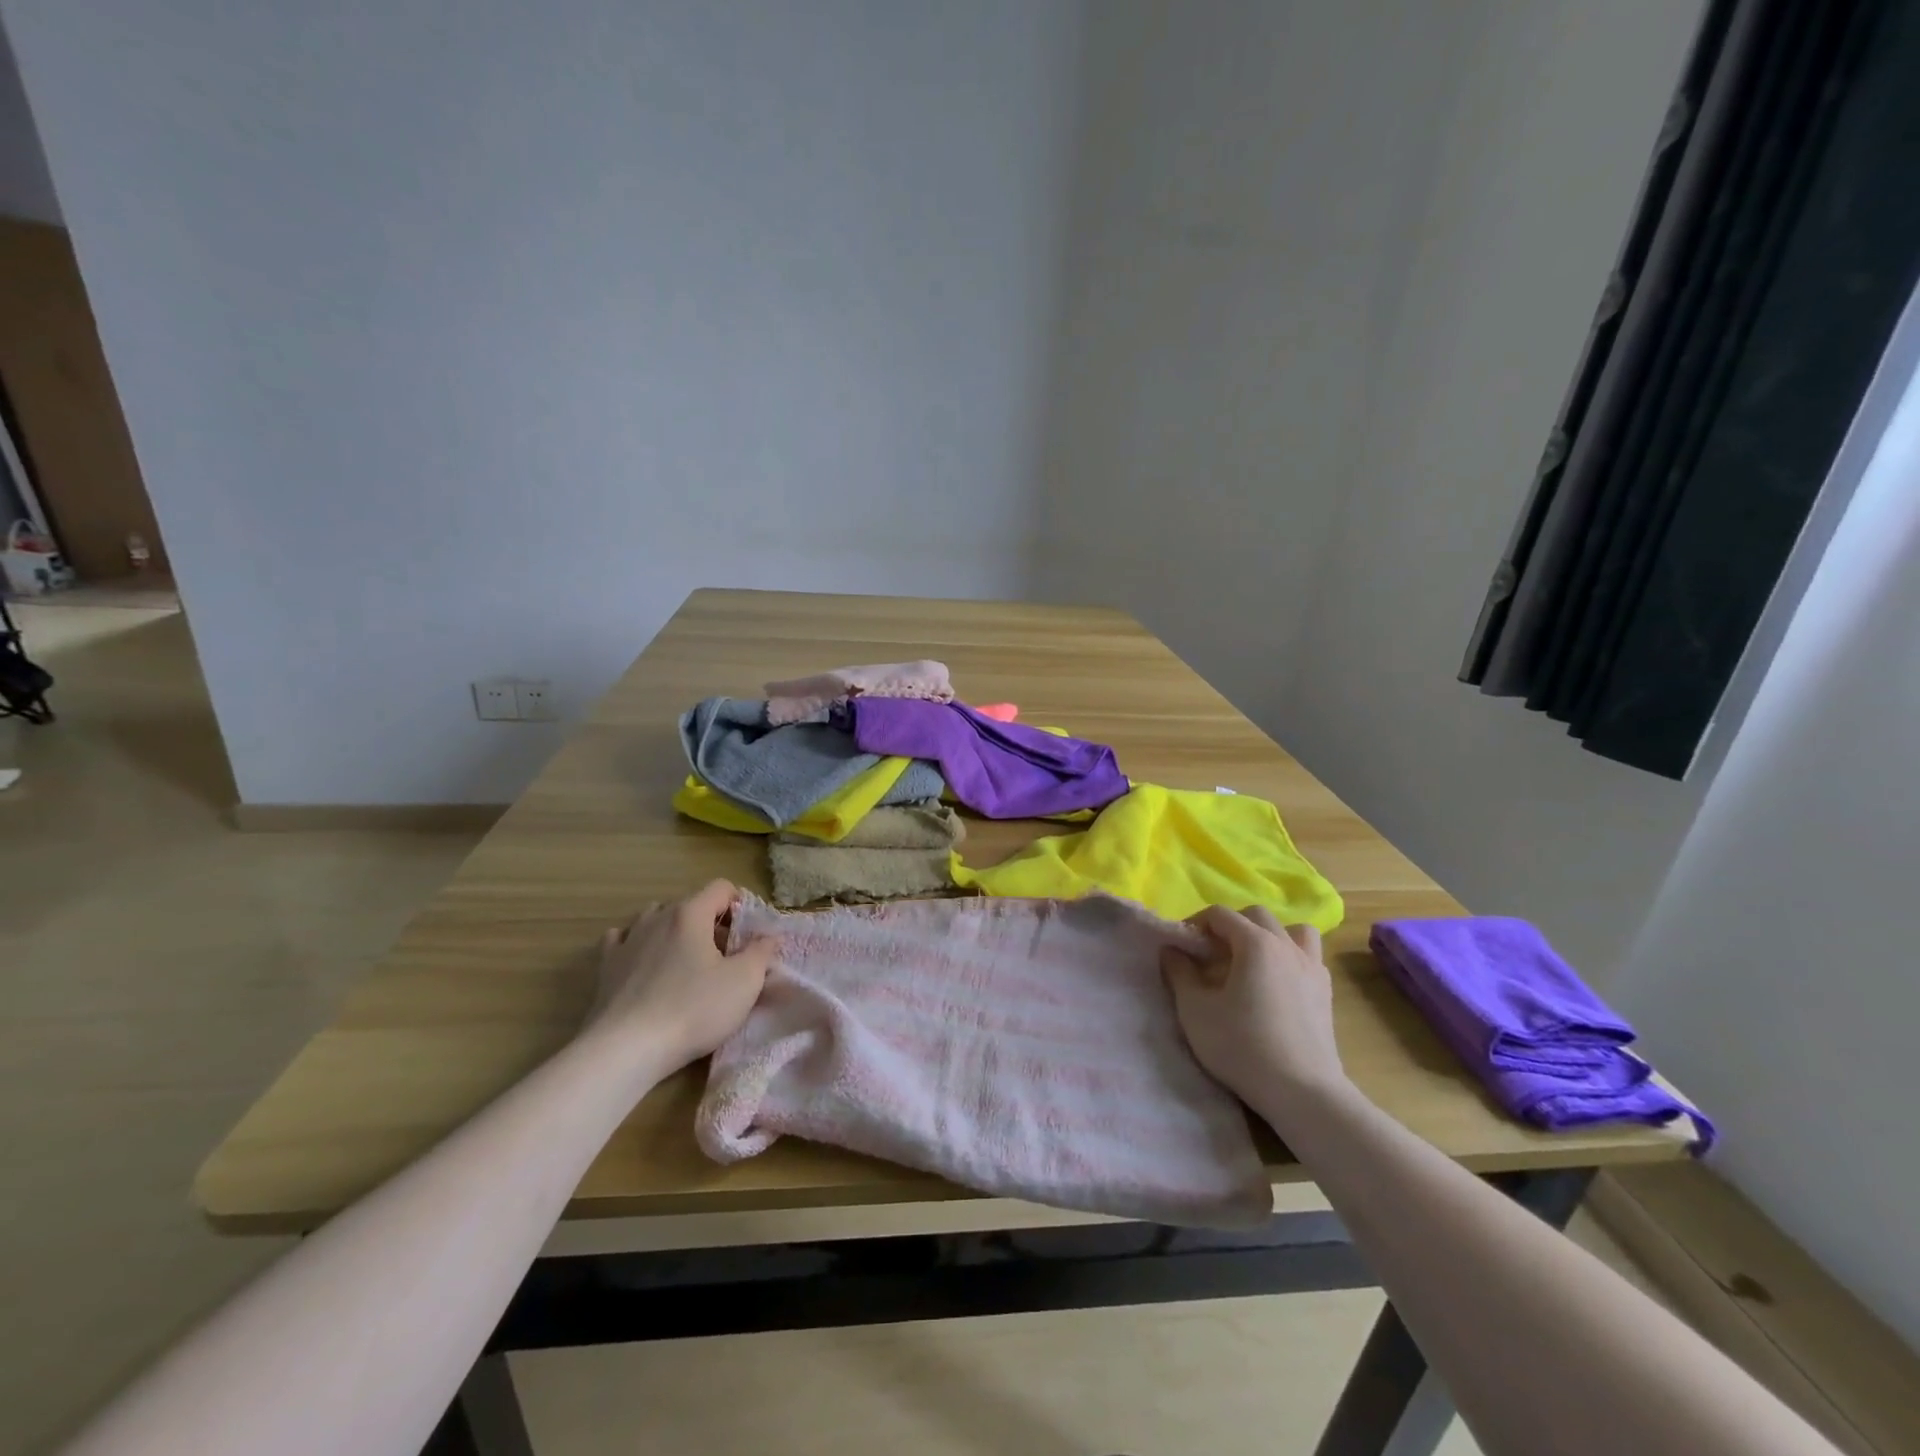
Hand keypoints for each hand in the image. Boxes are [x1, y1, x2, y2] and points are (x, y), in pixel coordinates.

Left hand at [588, 879, 776, 1071]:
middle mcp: (657, 917)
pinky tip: (644, 964)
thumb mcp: (744, 982)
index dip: (740, 905)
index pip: (721, 888)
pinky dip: (637, 945)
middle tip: (724, 957)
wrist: (626, 1049)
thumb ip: (762, 952)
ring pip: (655, 918)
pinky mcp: (605, 966)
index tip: (746, 936)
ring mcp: (627, 940)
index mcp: (690, 913)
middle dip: (710, 923)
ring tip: (685, 962)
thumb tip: (769, 936)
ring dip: (674, 931)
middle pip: (691, 904)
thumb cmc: (693, 1009)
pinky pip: (623, 940)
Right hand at [1161, 906, 1350, 1123]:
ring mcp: (1312, 967)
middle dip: (1230, 926)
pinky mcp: (1326, 992)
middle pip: (1256, 916)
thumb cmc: (1242, 1046)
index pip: (1221, 914)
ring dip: (1269, 936)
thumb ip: (1179, 973)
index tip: (1183, 946)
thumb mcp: (1195, 1010)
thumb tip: (1171, 950)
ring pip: (1293, 930)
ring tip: (1252, 961)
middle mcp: (1286, 946)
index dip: (1196, 923)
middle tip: (1213, 954)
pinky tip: (1277, 983)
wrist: (1302, 1091)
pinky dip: (1291, 958)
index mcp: (1255, 943)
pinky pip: (1308, 957)